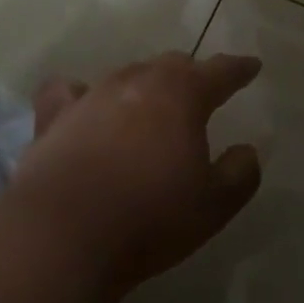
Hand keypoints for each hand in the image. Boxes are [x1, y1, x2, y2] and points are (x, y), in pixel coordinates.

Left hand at [7, 52, 263, 293]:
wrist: (61, 237)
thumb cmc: (150, 218)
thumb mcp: (215, 204)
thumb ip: (240, 172)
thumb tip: (245, 151)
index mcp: (182, 95)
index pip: (219, 71)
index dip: (238, 69)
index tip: (251, 66)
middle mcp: (136, 83)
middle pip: (171, 65)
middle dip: (191, 74)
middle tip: (202, 90)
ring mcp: (90, 97)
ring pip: (126, 75)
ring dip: (145, 84)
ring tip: (151, 102)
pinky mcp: (52, 120)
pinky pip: (70, 93)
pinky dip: (83, 95)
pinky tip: (84, 107)